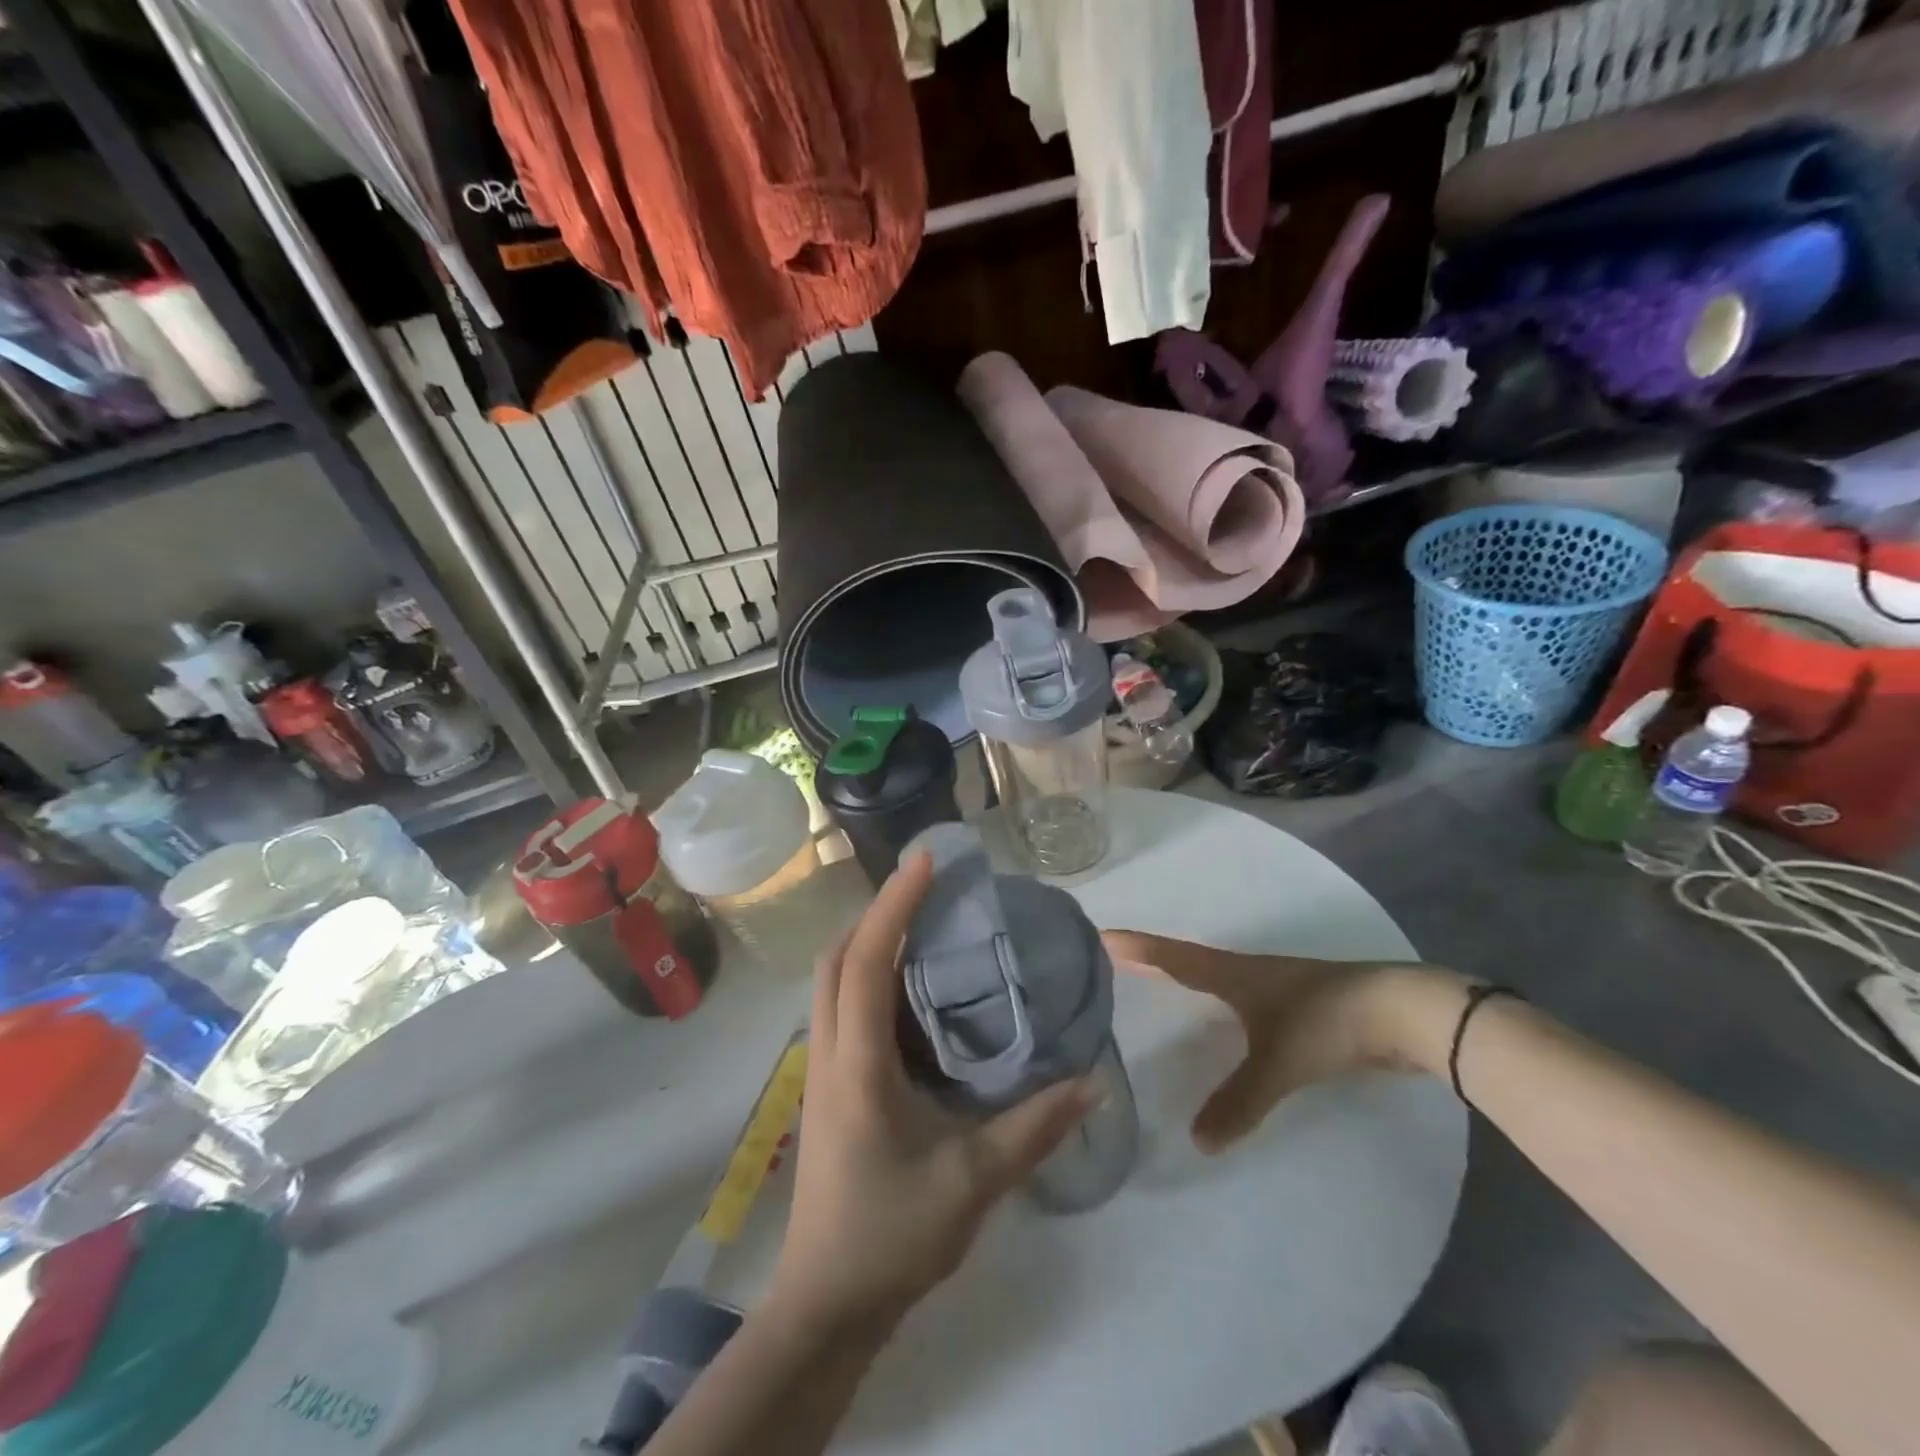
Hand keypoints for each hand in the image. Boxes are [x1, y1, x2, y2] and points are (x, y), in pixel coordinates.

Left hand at [772, 853, 1093, 1332]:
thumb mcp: (973, 1183)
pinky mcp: (827, 1085)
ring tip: (921, 923)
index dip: (895, 904)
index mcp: (857, 1063)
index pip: (867, 960)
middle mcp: (828, 1052)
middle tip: (927, 888)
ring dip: (868, 940)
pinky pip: (840, 1007)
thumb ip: (1033, 1128)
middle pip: (836, 957)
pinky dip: (867, 976)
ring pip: (832, 980)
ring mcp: (821, 1069)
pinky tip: (909, 989)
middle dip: (877, 911)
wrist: (825, 1307)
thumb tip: (1091, 1080)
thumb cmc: (891, 1237)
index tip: (927, 862)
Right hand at [1100, 932, 1467, 1151]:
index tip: (1102, 936)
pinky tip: (1224, 1020)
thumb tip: (1196, 1140)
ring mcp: (1276, 985)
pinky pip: (1244, 998)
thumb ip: (1238, 1101)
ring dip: (1187, 976)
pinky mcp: (1300, 1004)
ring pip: (1218, 977)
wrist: (1401, 1011)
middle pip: (1189, 959)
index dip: (1137, 948)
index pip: (1172, 956)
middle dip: (1154, 959)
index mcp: (1232, 973)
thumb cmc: (1326, 1022)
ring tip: (1161, 986)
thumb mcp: (1278, 1063)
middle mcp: (1248, 971)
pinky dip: (1221, 1001)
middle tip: (1119, 959)